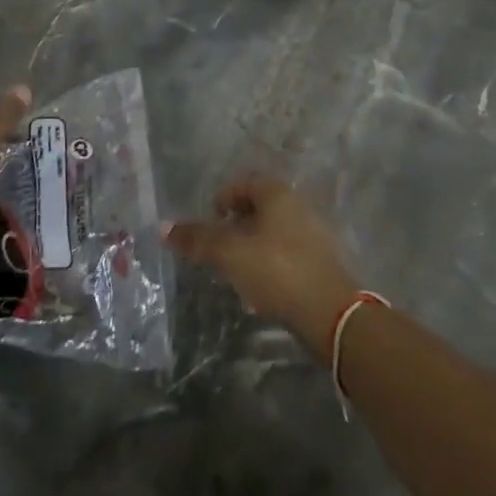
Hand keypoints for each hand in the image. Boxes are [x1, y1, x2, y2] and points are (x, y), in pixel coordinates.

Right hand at [165, 176, 360, 360]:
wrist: (330, 313)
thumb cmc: (277, 270)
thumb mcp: (230, 254)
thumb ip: (198, 239)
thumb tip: (165, 226)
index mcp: (279, 194)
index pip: (246, 182)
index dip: (224, 197)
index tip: (212, 220)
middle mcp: (300, 206)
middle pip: (261, 206)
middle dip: (237, 224)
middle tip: (219, 246)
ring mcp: (315, 234)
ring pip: (275, 231)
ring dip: (253, 245)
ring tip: (236, 270)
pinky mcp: (322, 263)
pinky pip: (289, 253)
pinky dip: (271, 263)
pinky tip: (262, 288)